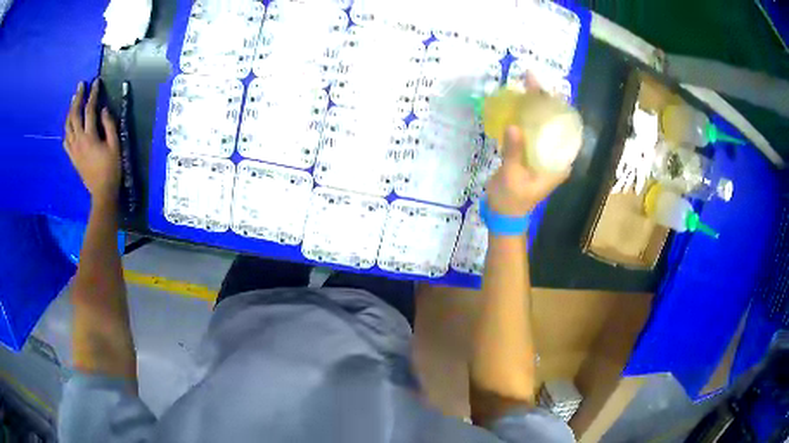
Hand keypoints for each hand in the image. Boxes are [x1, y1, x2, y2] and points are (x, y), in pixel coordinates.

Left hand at [64, 80, 120, 203]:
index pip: (89, 110)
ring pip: (67, 126)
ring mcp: (73, 150)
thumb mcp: (115, 145)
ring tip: (73, 101)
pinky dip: (66, 130)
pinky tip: (69, 125)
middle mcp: (78, 141)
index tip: (96, 82)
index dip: (93, 94)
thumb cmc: (111, 169)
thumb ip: (109, 125)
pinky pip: (66, 141)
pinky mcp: (72, 157)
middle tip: (80, 86)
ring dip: (70, 111)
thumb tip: (103, 110)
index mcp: (89, 137)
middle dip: (77, 98)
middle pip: (74, 115)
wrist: (102, 192)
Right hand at [484, 73, 569, 216]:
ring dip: (532, 105)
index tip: (546, 88)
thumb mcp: (513, 177)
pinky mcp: (530, 153)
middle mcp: (554, 155)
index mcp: (558, 163)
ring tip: (523, 84)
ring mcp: (542, 153)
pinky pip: (529, 130)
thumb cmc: (512, 200)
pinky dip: (523, 117)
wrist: (503, 215)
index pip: (563, 128)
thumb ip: (514, 152)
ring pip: (540, 124)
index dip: (556, 106)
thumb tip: (513, 126)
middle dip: (542, 99)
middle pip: (552, 121)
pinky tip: (515, 103)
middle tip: (530, 78)